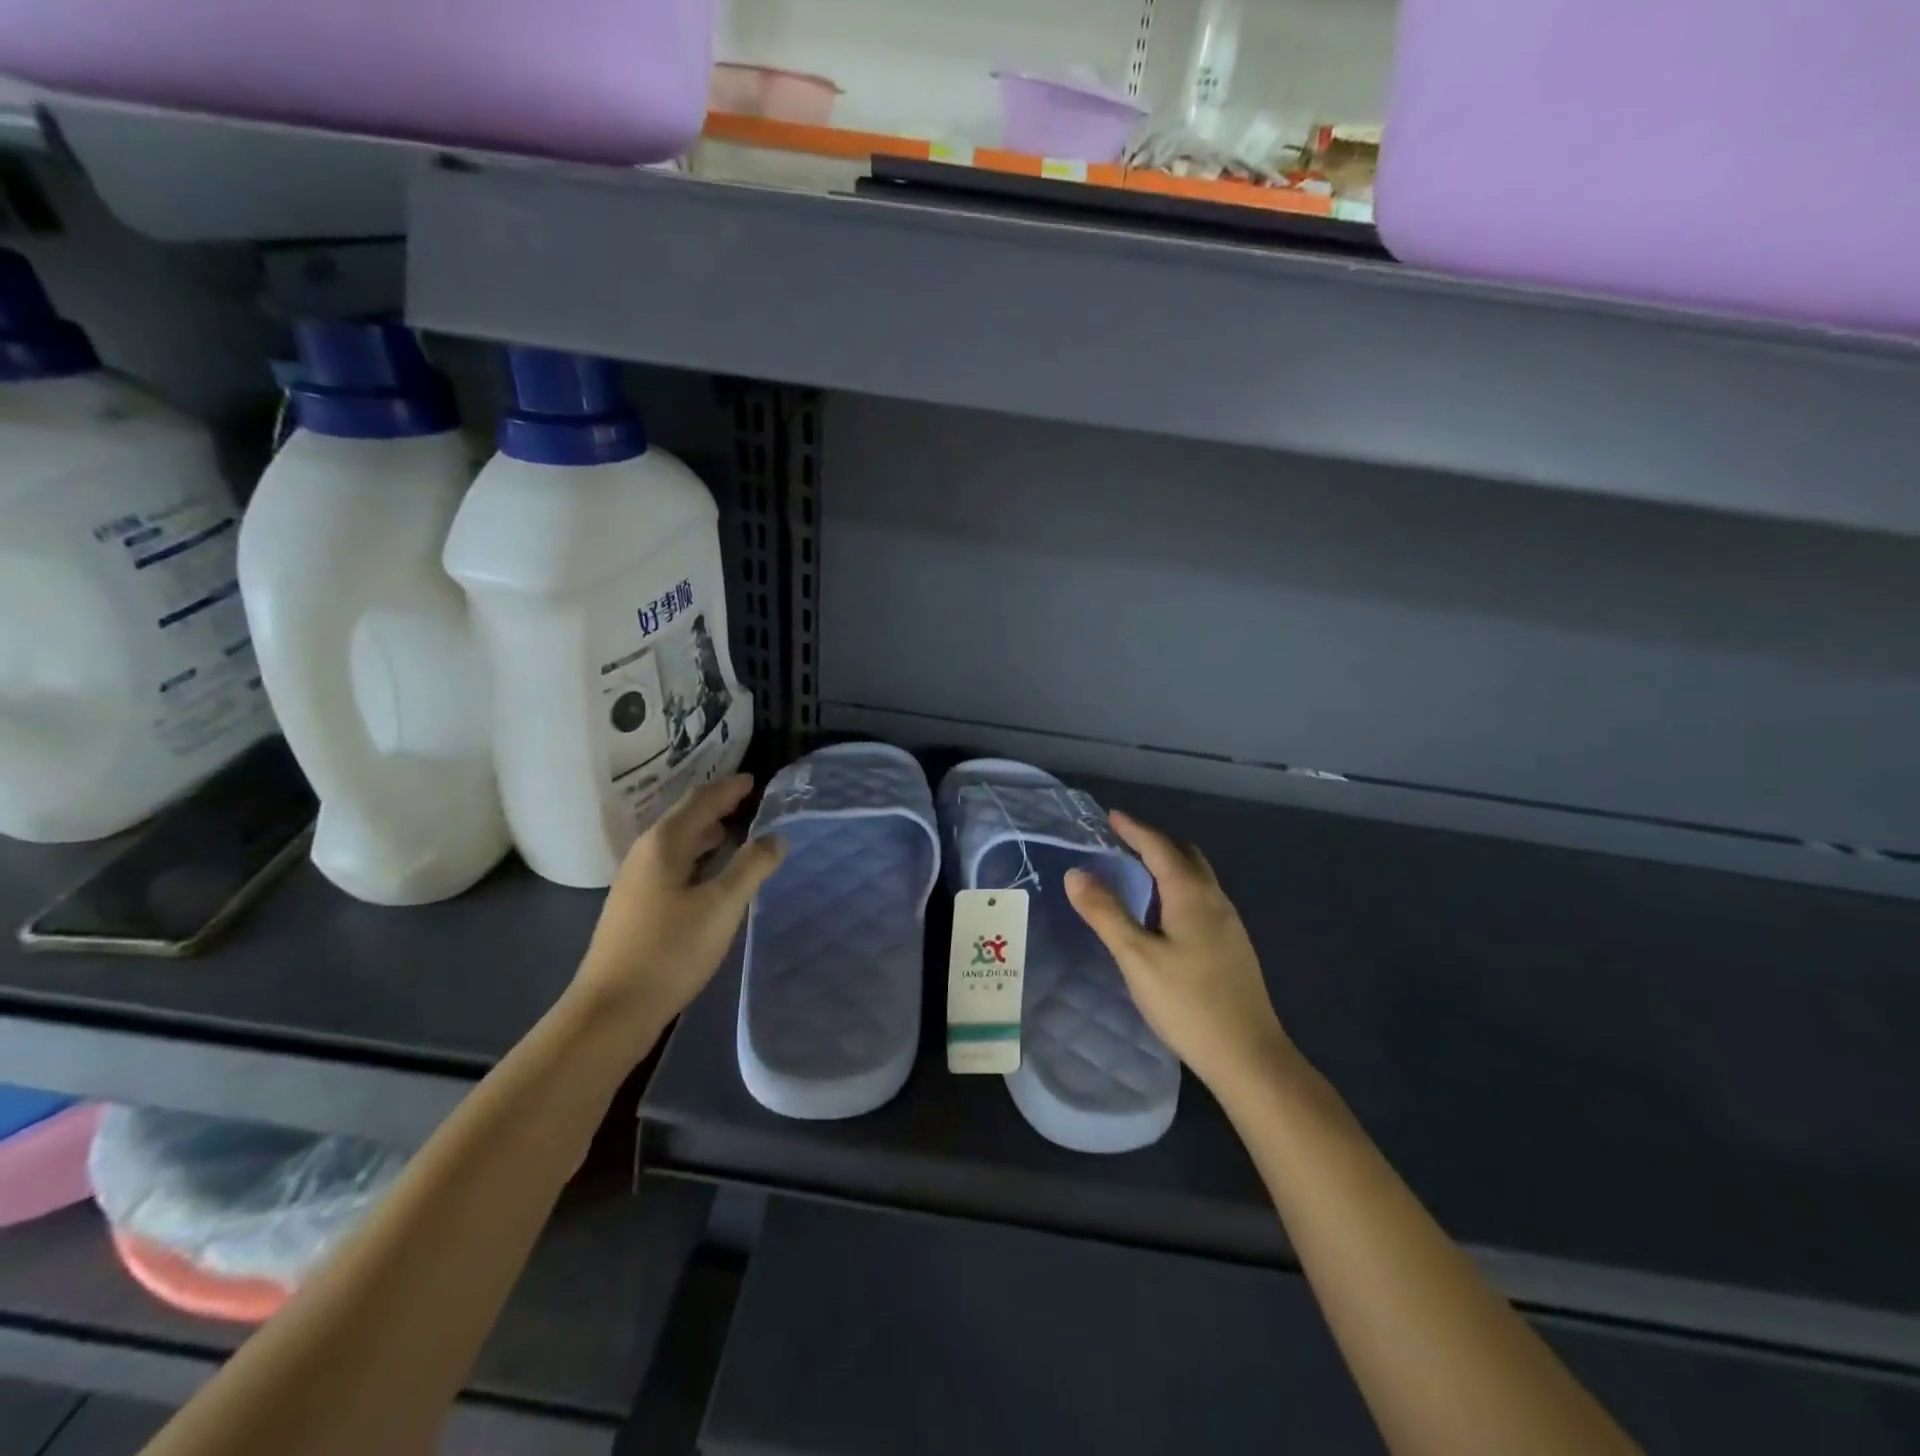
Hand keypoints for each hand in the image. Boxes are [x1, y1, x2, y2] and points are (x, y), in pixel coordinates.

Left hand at [572, 775, 783, 1042]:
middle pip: (685, 817)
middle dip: (717, 806)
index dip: (728, 788)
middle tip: (750, 801)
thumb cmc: (670, 951)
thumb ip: (751, 867)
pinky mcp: (637, 906)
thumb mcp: (721, 906)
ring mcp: (637, 881)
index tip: (754, 779)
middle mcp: (645, 854)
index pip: (700, 801)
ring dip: (707, 832)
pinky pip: (674, 864)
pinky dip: (698, 856)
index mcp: (663, 844)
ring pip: (678, 843)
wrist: (612, 1010)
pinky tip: (711, 873)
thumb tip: (775, 837)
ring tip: (736, 831)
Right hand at [1065, 811, 1293, 1093]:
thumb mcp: (1136, 957)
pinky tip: (1164, 915)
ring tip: (1138, 873)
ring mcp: (1230, 924)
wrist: (1249, 1056)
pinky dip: (1179, 889)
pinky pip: (1202, 900)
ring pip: (1198, 879)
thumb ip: (1106, 913)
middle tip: (1124, 842)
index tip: (1112, 816)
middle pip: (1186, 856)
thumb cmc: (1188, 1003)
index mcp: (1192, 895)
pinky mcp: (1234, 947)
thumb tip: (1076, 873)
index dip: (1134, 830)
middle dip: (1155, 843)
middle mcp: (1215, 900)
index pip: (1159, 848)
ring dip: (1169, 866)